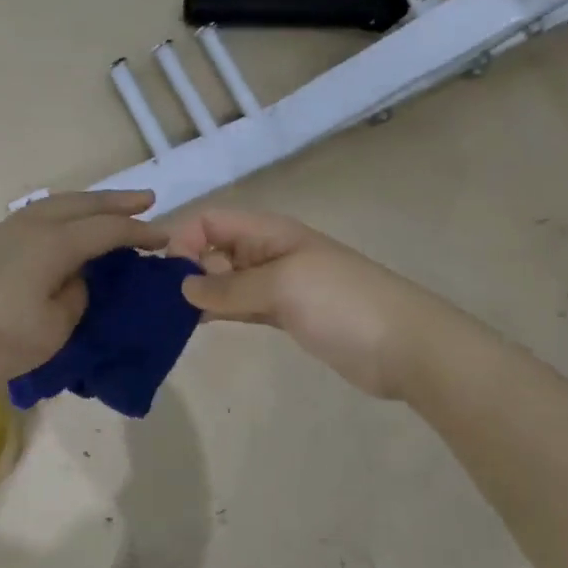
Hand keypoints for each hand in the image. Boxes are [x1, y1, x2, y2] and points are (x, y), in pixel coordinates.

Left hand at [0, 191, 168, 388]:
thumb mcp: (52, 329)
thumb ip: (75, 297)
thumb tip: (75, 279)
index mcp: (55, 244)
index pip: (107, 231)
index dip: (138, 233)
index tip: (163, 238)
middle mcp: (33, 226)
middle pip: (83, 205)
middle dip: (116, 202)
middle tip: (146, 200)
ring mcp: (6, 230)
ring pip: (56, 203)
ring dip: (88, 202)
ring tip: (107, 207)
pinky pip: (38, 213)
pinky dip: (63, 211)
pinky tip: (63, 223)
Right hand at [165, 207, 414, 398]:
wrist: (406, 347)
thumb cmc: (342, 303)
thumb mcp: (282, 286)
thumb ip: (230, 286)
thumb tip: (182, 286)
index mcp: (270, 232)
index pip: (213, 221)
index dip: (185, 238)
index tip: (165, 273)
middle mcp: (269, 252)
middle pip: (215, 248)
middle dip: (187, 266)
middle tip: (161, 300)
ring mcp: (278, 285)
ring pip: (226, 280)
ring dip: (201, 291)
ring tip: (168, 314)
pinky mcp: (285, 315)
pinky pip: (241, 305)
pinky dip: (220, 310)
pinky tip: (196, 323)